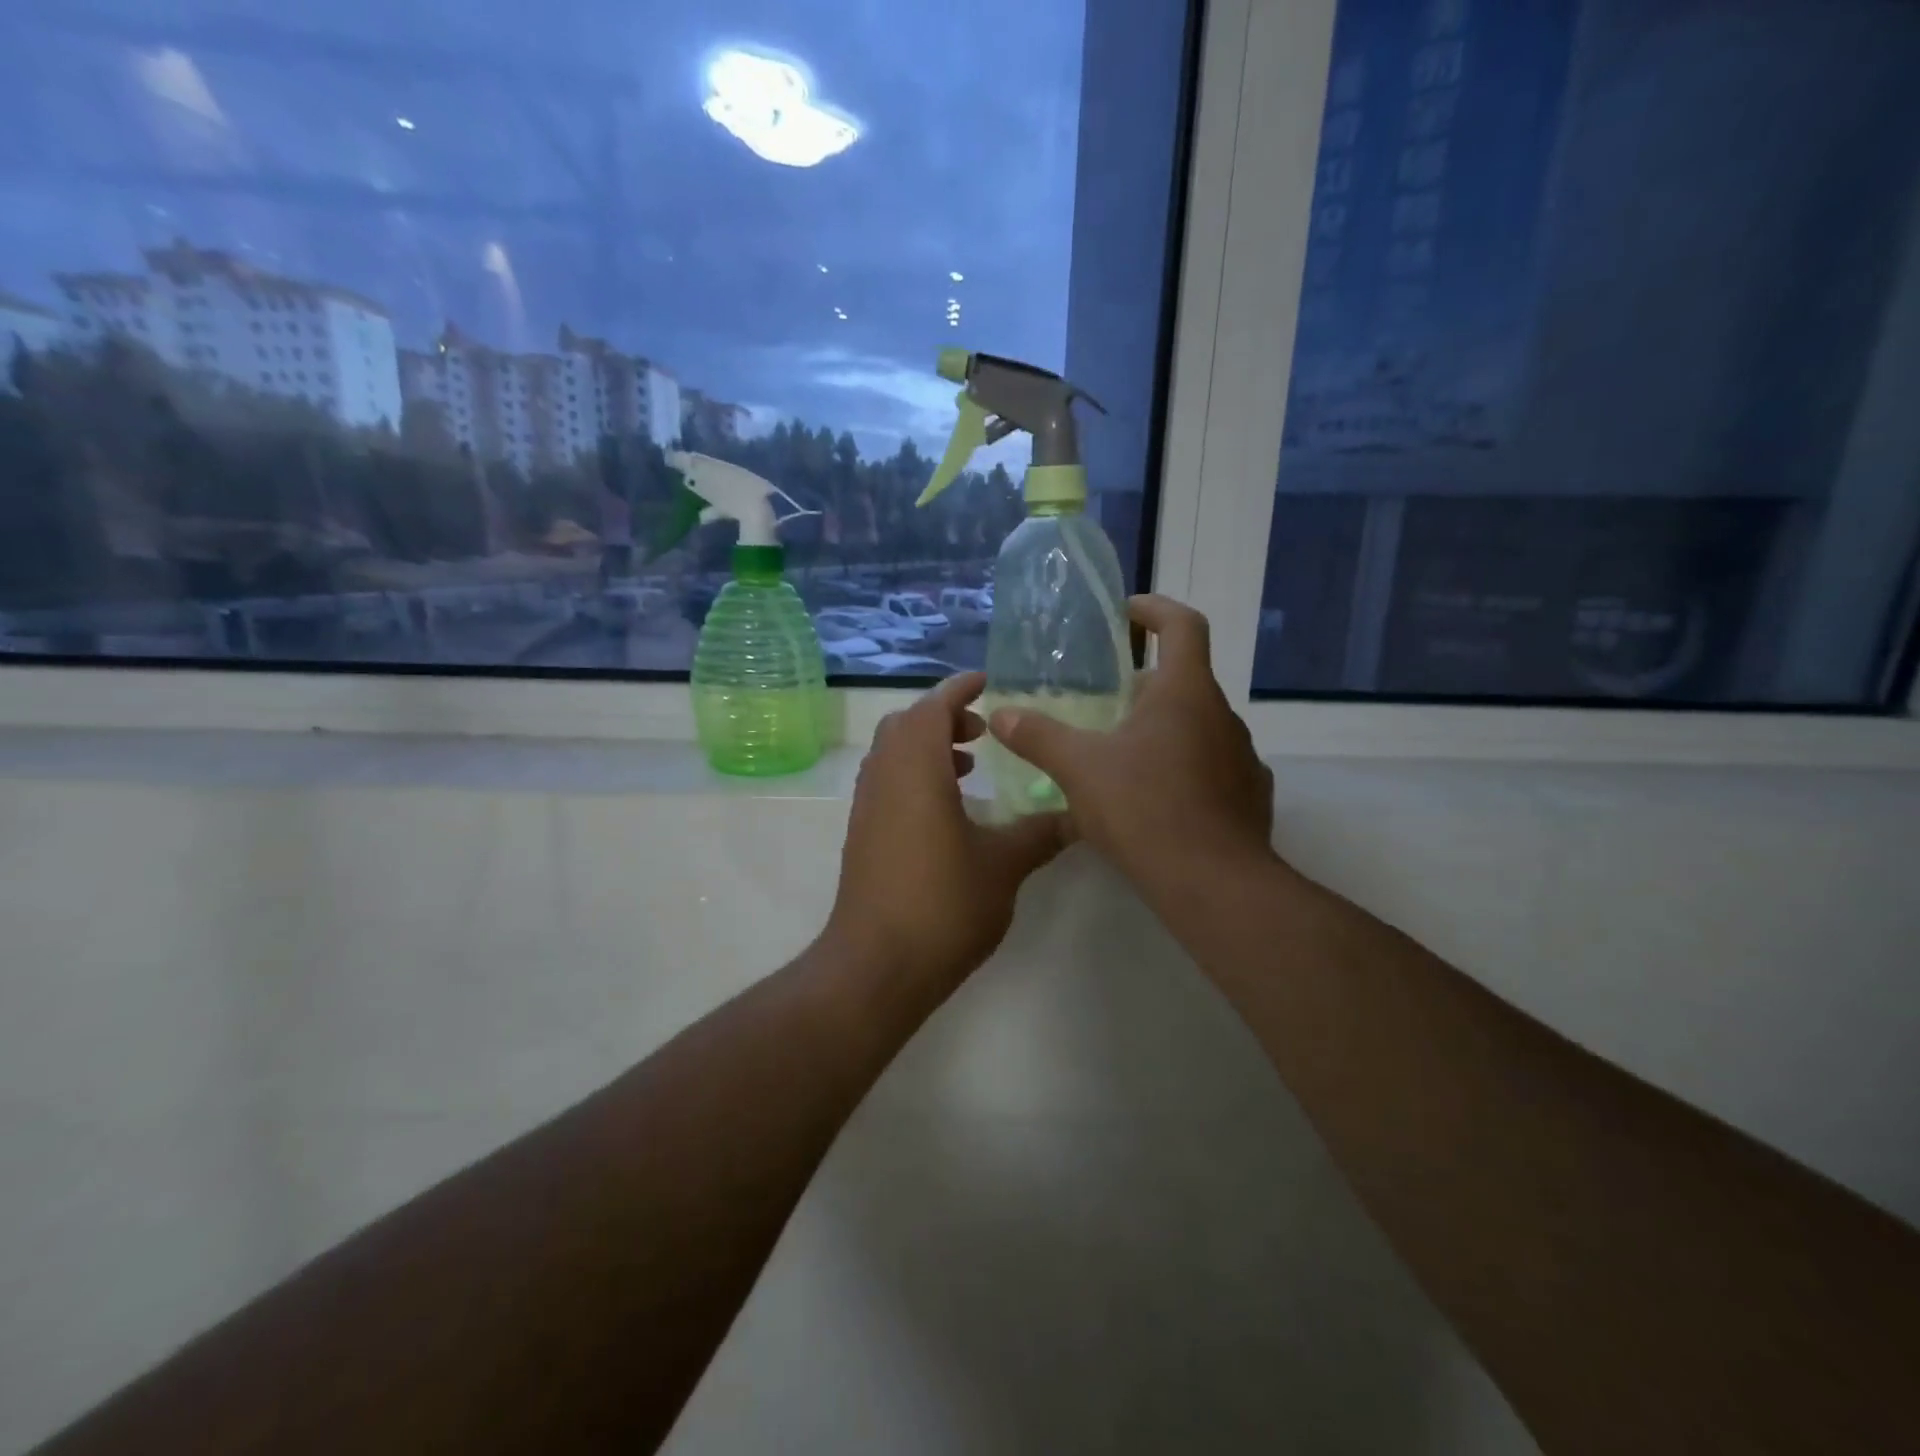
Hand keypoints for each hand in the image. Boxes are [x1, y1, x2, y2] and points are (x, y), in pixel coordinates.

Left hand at [824, 672, 1068, 996]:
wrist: (877, 965)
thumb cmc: (943, 904)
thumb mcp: (1003, 865)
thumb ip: (1041, 833)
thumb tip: (1080, 815)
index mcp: (915, 768)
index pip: (933, 707)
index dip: (959, 689)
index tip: (987, 682)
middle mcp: (883, 776)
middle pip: (907, 724)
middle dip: (944, 718)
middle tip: (983, 731)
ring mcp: (866, 806)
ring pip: (893, 753)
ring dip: (927, 747)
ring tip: (969, 767)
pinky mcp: (862, 834)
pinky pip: (886, 782)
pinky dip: (914, 775)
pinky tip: (947, 811)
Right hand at [987, 595, 1274, 895]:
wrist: (1212, 882)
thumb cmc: (1144, 808)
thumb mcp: (1079, 768)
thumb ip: (1039, 736)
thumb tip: (1001, 714)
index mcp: (1186, 692)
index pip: (1183, 625)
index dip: (1155, 609)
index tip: (1126, 614)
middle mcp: (1222, 715)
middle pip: (1186, 678)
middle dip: (1146, 682)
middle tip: (1106, 700)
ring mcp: (1242, 757)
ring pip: (1199, 725)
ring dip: (1165, 727)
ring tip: (1124, 754)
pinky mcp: (1249, 795)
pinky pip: (1213, 766)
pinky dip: (1184, 767)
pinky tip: (1156, 797)